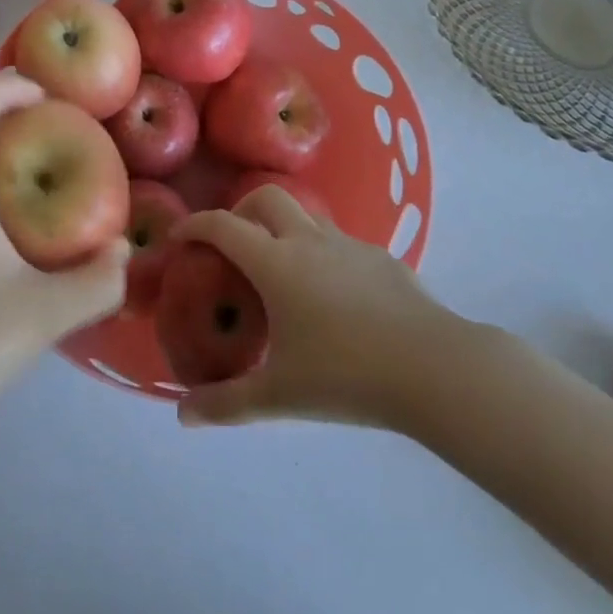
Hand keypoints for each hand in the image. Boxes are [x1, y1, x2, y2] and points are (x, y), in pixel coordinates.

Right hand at [169, 187, 453, 429]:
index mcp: (275, 263)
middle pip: (266, 198)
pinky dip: (323, 254)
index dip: (195, 225)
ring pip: (306, 216)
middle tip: (234, 245)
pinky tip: (334, 297)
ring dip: (284, 228)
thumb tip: (182, 415)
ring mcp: (348, 244)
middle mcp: (308, 240)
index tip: (179, 237)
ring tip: (283, 272)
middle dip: (241, 211)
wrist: (433, 368)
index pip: (223, 226)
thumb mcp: (279, 396)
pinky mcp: (381, 257)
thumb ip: (226, 403)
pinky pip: (340, 243)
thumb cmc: (345, 376)